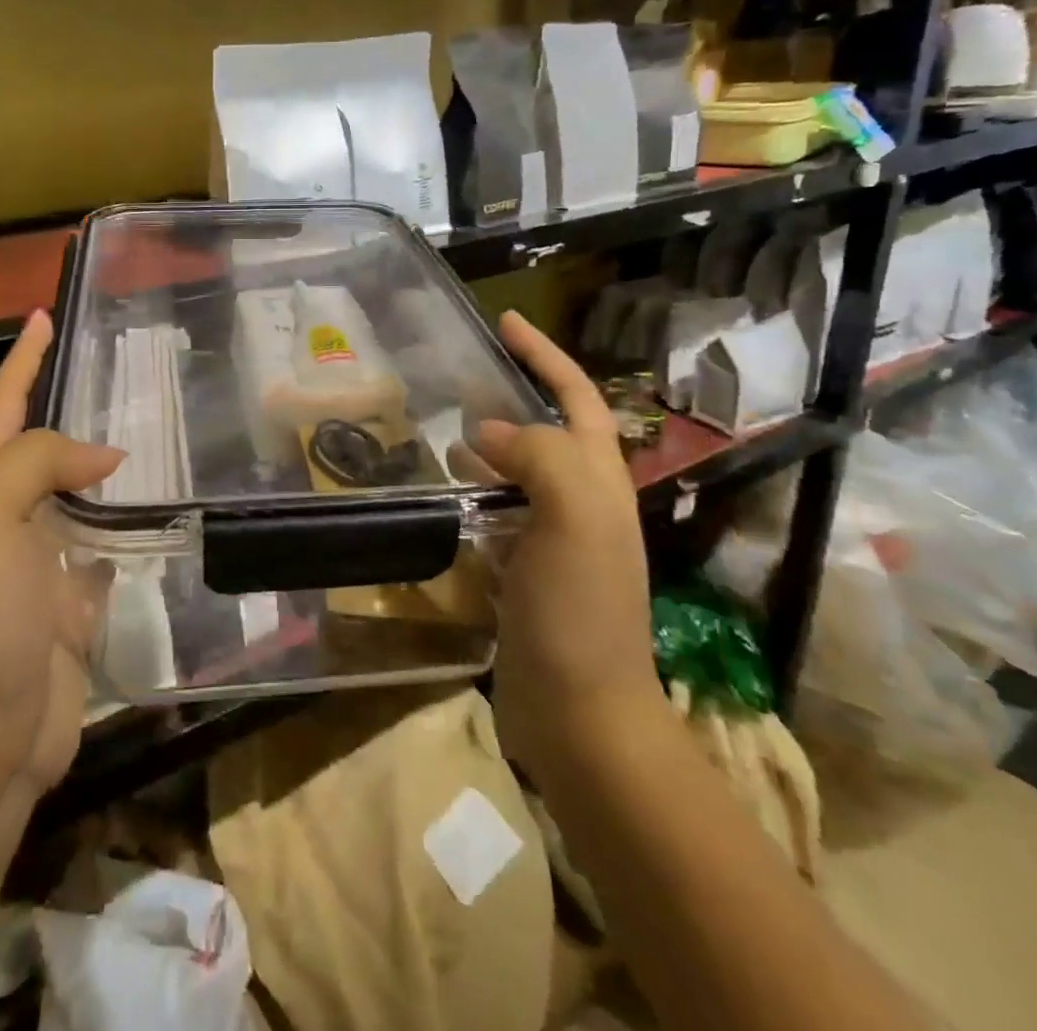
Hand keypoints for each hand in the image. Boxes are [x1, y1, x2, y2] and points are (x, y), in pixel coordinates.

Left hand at [0, 311, 121, 797]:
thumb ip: (36, 465)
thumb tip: (108, 456)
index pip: (5, 409)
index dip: (23, 361)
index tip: (45, 314)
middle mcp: (14, 520)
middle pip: (46, 448)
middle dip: (74, 408)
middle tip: (124, 373)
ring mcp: (47, 564)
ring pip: (84, 497)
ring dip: (109, 466)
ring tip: (158, 430)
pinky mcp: (79, 603)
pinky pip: (110, 548)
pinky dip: (131, 527)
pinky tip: (163, 511)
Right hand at [472, 312, 665, 775]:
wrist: (583, 715)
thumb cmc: (581, 612)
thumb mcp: (575, 518)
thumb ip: (539, 458)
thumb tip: (488, 431)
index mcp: (598, 481)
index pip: (575, 398)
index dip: (544, 355)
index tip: (506, 320)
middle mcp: (581, 503)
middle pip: (548, 431)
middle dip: (515, 395)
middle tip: (462, 375)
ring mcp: (552, 540)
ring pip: (517, 472)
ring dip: (487, 445)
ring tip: (438, 430)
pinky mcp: (524, 573)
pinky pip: (496, 514)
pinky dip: (471, 494)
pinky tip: (441, 494)